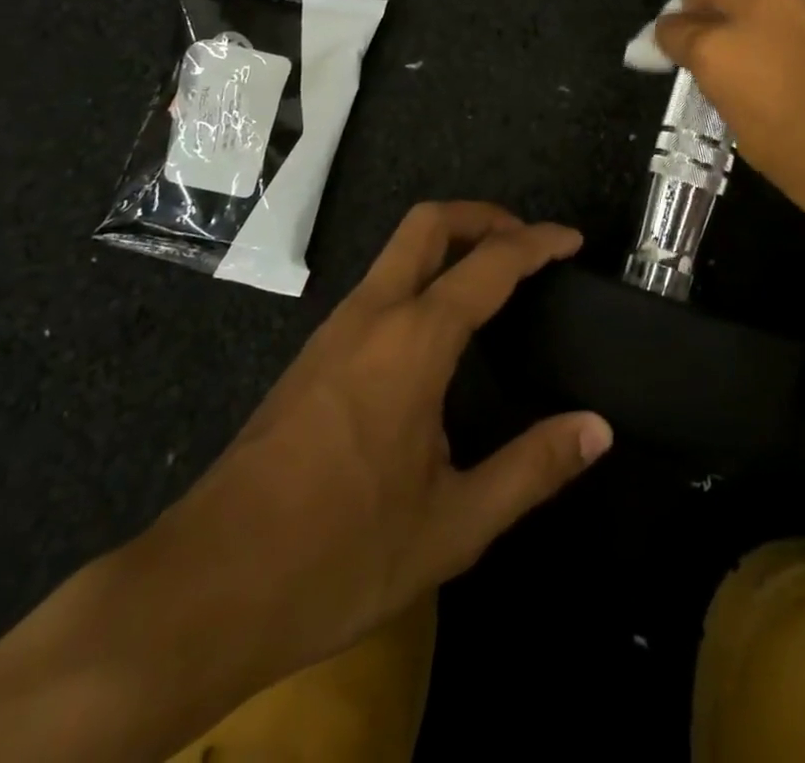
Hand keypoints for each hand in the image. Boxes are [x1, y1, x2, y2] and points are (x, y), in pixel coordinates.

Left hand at [125, 202, 611, 707]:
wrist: (204, 588)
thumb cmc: (339, 554)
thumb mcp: (455, 524)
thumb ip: (533, 468)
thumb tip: (599, 428)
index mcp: (415, 340)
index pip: (491, 262)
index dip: (538, 242)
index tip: (572, 241)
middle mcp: (374, 315)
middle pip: (429, 223)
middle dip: (484, 216)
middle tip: (526, 243)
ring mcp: (335, 330)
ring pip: (398, 249)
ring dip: (451, 244)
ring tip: (493, 281)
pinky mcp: (313, 354)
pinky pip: (380, 284)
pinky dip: (423, 275)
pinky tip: (438, 332)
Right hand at [655, 0, 804, 249]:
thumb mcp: (755, 141)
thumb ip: (722, 87)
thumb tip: (705, 61)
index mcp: (727, 47)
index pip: (673, 24)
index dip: (666, 41)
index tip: (673, 56)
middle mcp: (763, 1)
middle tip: (713, 35)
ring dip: (750, 2)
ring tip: (775, 51)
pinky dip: (797, 14)